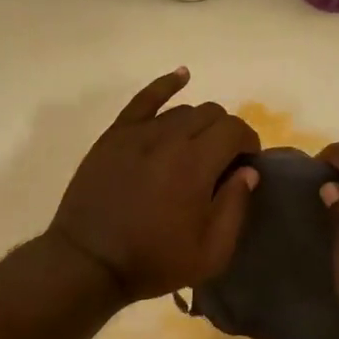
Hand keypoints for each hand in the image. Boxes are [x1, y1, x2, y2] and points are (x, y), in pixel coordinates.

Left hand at [47, 69, 260, 302]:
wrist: (89, 263)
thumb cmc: (153, 261)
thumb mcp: (210, 252)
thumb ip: (235, 207)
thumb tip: (248, 172)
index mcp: (196, 164)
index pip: (235, 130)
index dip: (249, 143)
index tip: (248, 164)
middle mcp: (169, 138)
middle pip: (211, 114)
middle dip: (226, 133)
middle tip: (223, 161)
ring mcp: (138, 132)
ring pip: (182, 110)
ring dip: (199, 123)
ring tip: (197, 147)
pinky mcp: (115, 135)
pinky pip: (144, 99)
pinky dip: (166, 84)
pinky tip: (182, 76)